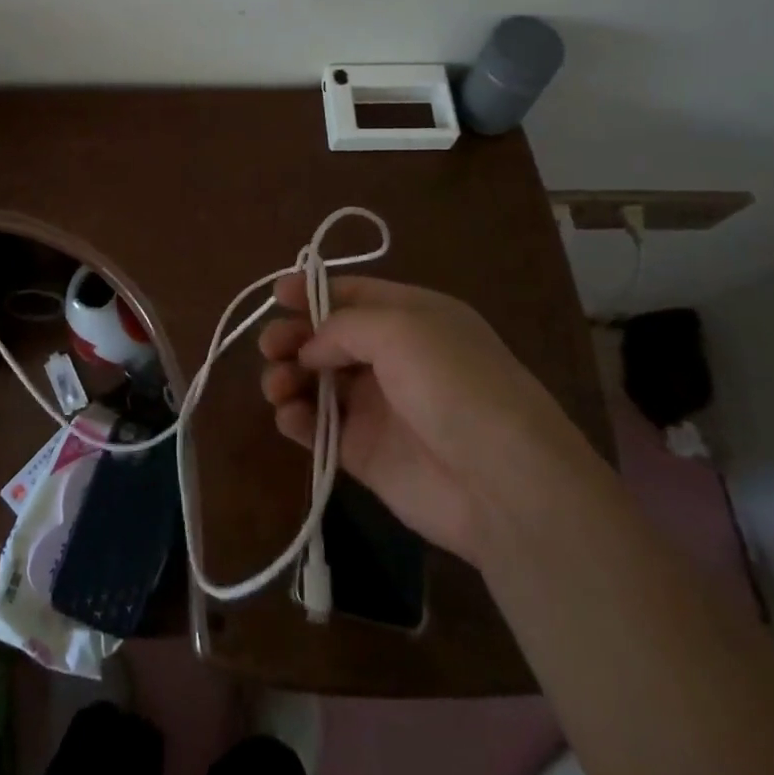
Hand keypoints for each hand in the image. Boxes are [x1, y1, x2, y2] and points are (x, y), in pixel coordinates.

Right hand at [258, 275, 594, 564]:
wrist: (502, 482)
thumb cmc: (453, 384)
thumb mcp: (400, 329)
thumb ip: (344, 326)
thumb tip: (311, 347)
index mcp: (412, 317)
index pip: (353, 294)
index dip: (312, 292)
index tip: (276, 295)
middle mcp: (394, 357)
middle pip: (329, 337)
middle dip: (295, 336)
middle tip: (271, 345)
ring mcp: (379, 406)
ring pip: (319, 382)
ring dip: (290, 376)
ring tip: (278, 385)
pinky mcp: (366, 452)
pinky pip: (320, 428)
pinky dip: (297, 419)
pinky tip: (289, 416)